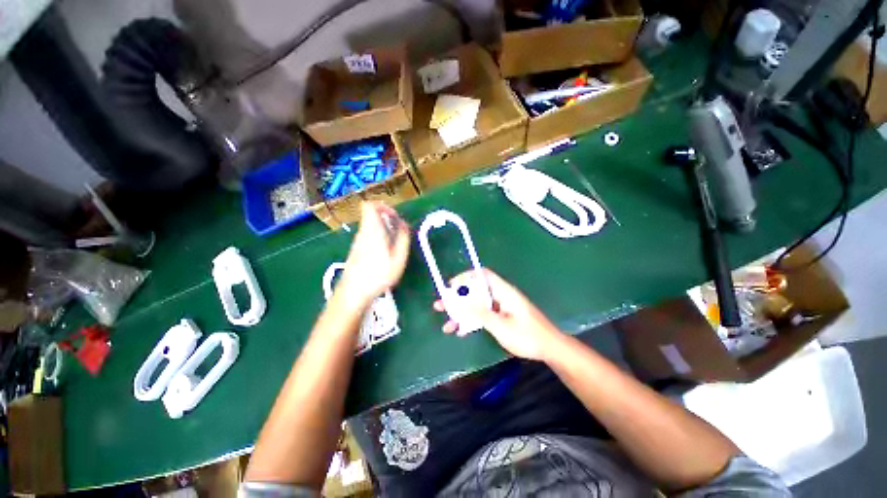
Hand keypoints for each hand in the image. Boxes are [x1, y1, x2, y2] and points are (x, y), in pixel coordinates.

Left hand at [339, 202, 409, 304]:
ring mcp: (358, 242)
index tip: (394, 217)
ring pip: (371, 227)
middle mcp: (363, 232)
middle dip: (387, 221)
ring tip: (393, 247)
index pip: (369, 205)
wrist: (353, 293)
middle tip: (398, 233)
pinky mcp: (356, 251)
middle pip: (371, 216)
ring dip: (384, 231)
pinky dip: (378, 240)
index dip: (383, 206)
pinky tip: (385, 256)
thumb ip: (403, 238)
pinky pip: (368, 237)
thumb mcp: (398, 257)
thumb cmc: (378, 275)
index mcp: (372, 230)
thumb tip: (404, 224)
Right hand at [433, 269, 563, 360]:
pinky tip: (461, 331)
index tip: (451, 286)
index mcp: (503, 291)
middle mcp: (500, 295)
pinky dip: (472, 321)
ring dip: (462, 313)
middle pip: (475, 291)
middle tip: (441, 306)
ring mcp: (500, 307)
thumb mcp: (501, 326)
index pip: (482, 275)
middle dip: (457, 298)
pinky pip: (483, 315)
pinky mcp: (501, 317)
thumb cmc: (527, 335)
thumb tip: (461, 302)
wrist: (549, 348)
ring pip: (477, 305)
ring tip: (447, 324)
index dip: (466, 276)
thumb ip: (480, 314)